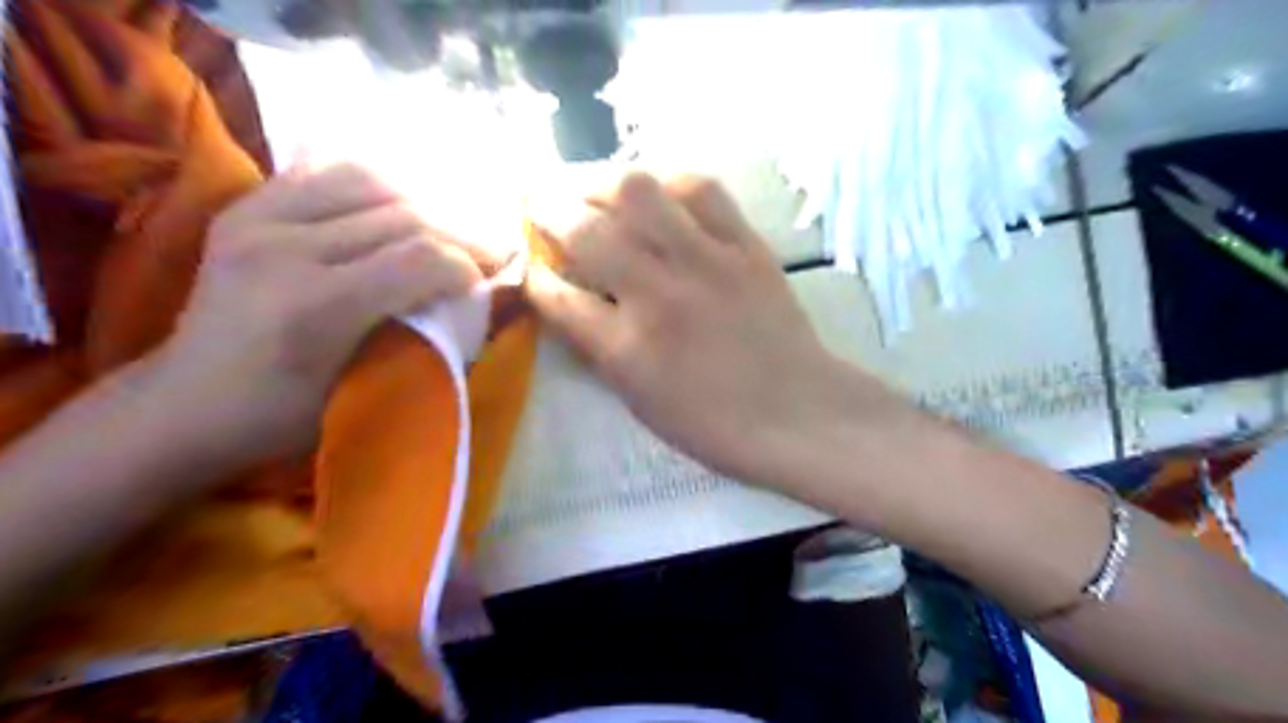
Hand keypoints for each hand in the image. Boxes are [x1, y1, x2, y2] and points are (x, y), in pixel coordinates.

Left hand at [150, 160, 490, 468]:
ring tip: (441, 231)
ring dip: (419, 204)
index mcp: (316, 306)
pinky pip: (325, 174)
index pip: (419, 259)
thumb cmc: (279, 417)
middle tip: (484, 253)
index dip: (466, 266)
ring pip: (368, 182)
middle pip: (402, 216)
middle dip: (457, 234)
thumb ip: (420, 342)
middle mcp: (285, 248)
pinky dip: (372, 187)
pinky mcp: (246, 208)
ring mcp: (258, 219)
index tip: (483, 284)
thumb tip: (472, 306)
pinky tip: (391, 209)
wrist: (182, 403)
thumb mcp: (362, 392)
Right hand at [522, 172, 851, 481]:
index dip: (534, 276)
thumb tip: (570, 301)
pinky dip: (668, 182)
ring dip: (603, 182)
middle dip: (549, 209)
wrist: (798, 413)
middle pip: (586, 229)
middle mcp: (658, 295)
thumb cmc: (714, 424)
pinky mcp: (745, 245)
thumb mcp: (640, 401)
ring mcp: (705, 262)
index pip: (558, 298)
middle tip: (540, 201)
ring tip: (595, 188)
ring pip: (639, 191)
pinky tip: (658, 191)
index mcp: (627, 350)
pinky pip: (701, 189)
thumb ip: (599, 347)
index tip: (528, 263)